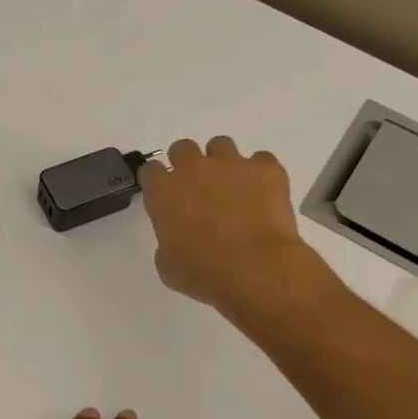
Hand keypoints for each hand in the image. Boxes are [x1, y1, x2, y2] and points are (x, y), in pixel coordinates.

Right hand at [139, 137, 326, 319]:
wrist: (256, 270)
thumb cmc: (203, 273)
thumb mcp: (168, 265)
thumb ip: (167, 240)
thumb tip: (179, 236)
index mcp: (164, 192)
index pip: (151, 170)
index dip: (158, 182)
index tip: (165, 197)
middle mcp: (194, 169)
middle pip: (183, 148)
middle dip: (187, 165)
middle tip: (197, 190)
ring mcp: (232, 164)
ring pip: (221, 145)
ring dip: (222, 163)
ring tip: (232, 188)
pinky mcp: (266, 169)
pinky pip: (261, 160)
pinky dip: (259, 174)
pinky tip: (262, 195)